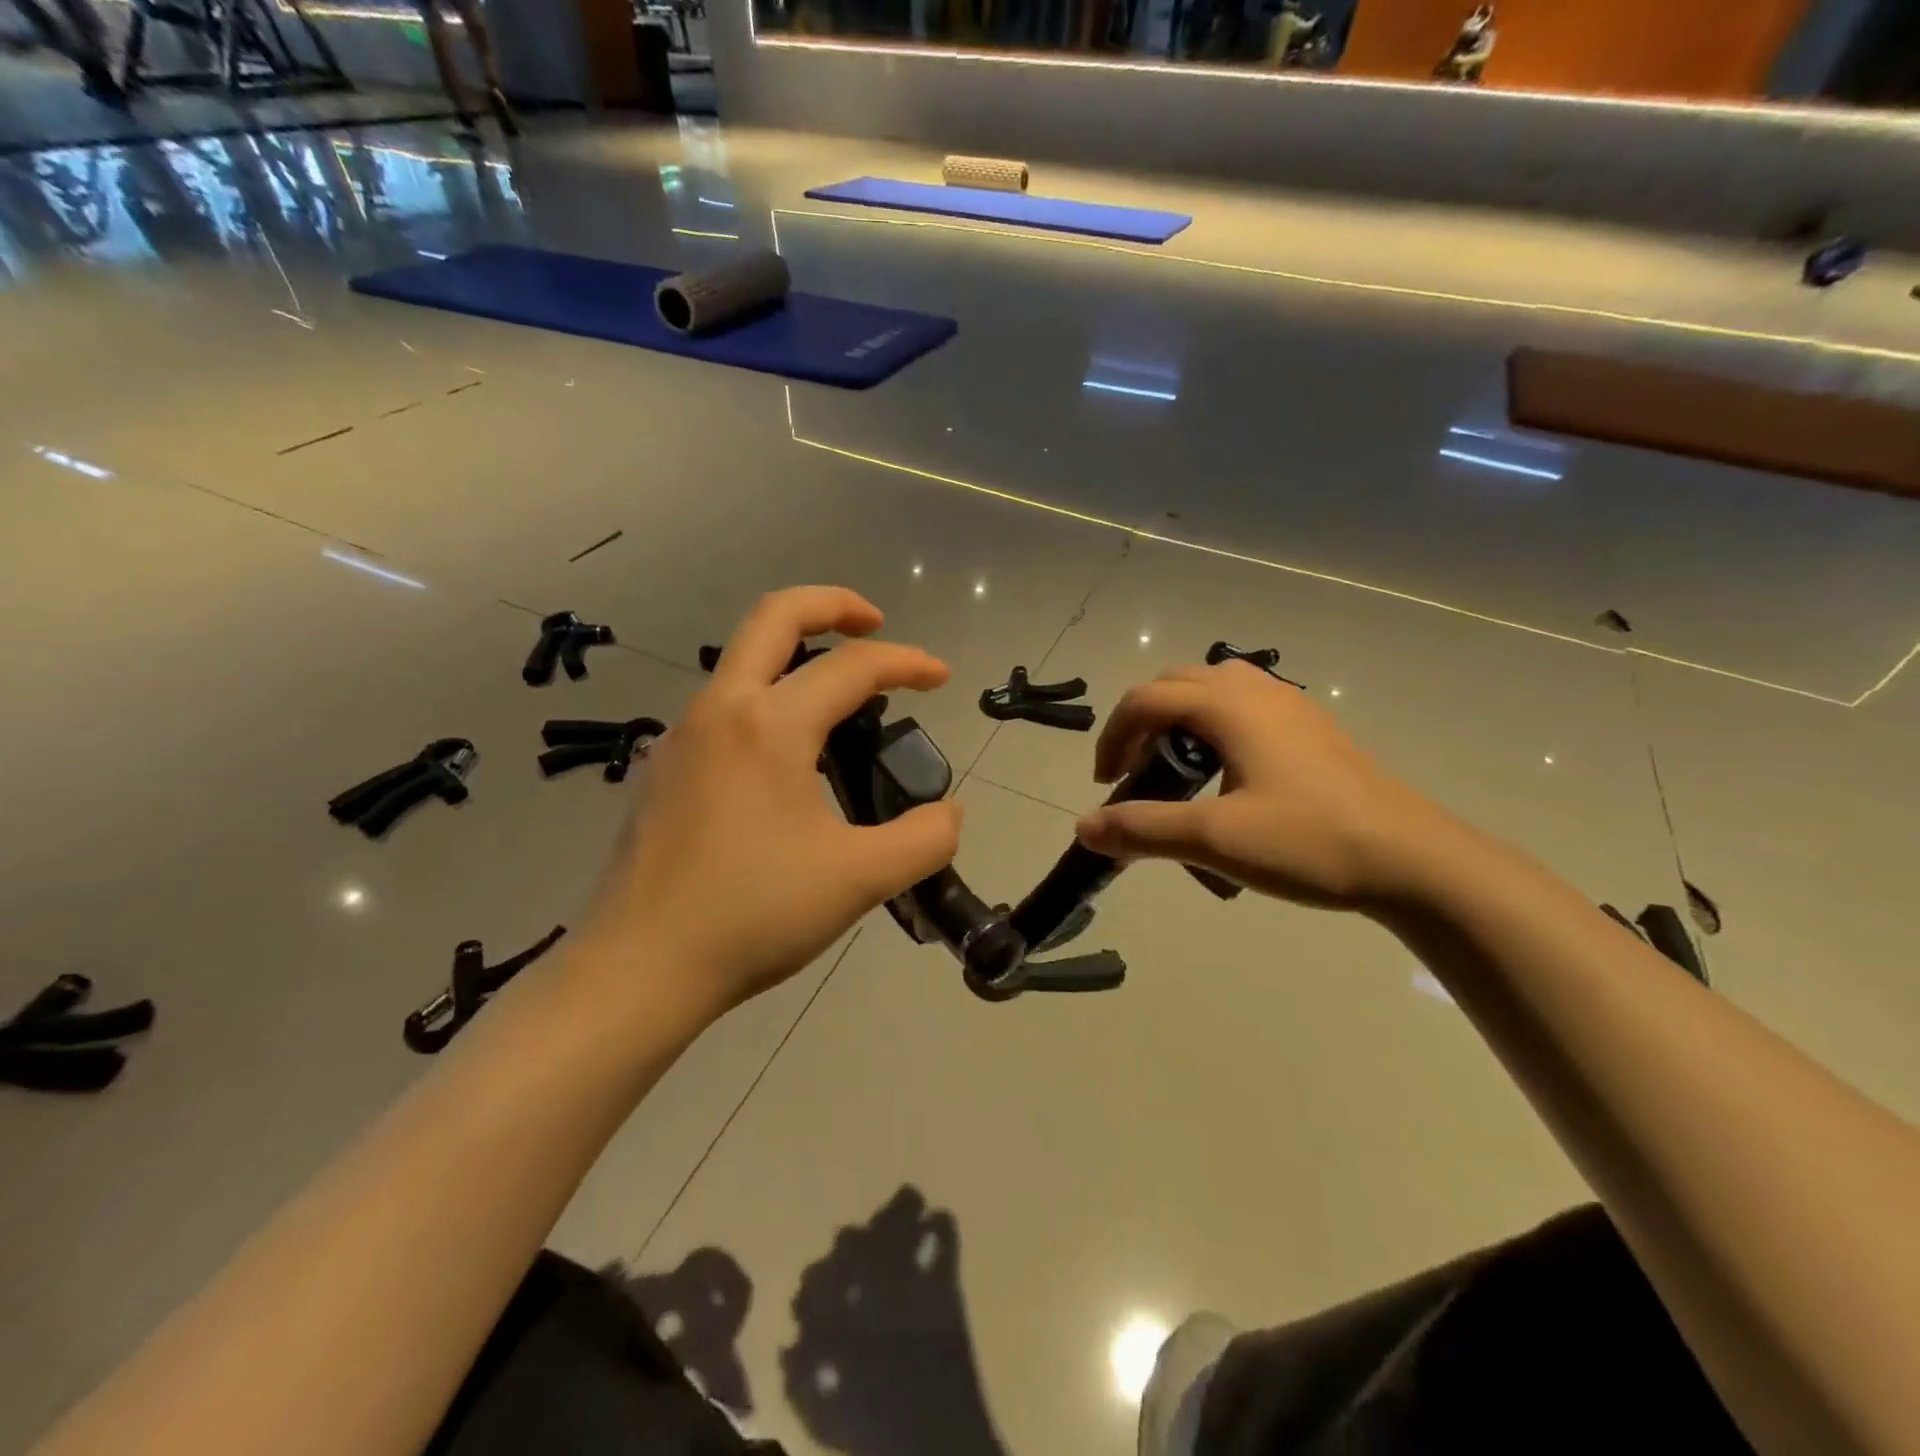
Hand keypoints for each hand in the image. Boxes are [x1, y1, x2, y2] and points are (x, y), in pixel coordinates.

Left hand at [577, 587, 963, 1017]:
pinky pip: (725, 704)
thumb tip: (949, 813)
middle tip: (875, 623)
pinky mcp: (665, 767)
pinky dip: (769, 696)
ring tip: (842, 697)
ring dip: (797, 653)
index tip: (942, 678)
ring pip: (743, 659)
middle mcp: (720, 709)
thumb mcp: (860, 880)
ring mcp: (683, 735)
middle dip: (832, 605)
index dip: (907, 662)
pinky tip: (790, 755)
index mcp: (770, 725)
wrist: (640, 968)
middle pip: (774, 616)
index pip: (853, 666)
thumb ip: (924, 839)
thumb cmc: (753, 915)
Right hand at [1075, 660, 1451, 908]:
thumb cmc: (1308, 842)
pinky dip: (1215, 728)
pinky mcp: (1314, 729)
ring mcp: (1291, 707)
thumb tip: (1084, 827)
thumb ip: (1142, 829)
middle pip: (1176, 684)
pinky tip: (1229, 777)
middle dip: (1143, 724)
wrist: (1414, 860)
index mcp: (1229, 707)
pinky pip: (1246, 707)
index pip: (1146, 699)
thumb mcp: (1214, 840)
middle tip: (1136, 774)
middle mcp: (1257, 692)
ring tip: (1179, 770)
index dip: (1113, 737)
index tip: (1106, 785)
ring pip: (1215, 689)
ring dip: (1180, 720)